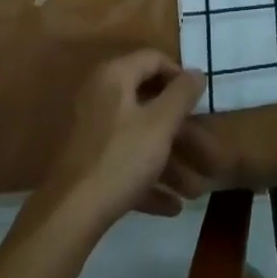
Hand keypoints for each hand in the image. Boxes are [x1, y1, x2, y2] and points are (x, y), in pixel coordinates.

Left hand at [42, 50, 219, 229]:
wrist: (68, 218)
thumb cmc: (120, 159)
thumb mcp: (159, 124)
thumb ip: (181, 95)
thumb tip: (197, 73)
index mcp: (115, 76)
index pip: (154, 59)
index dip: (180, 76)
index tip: (200, 100)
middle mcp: (102, 96)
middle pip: (151, 105)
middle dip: (183, 134)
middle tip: (208, 155)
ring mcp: (94, 132)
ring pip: (141, 138)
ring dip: (171, 163)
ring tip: (196, 191)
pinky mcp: (90, 165)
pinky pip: (126, 163)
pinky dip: (149, 179)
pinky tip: (172, 207)